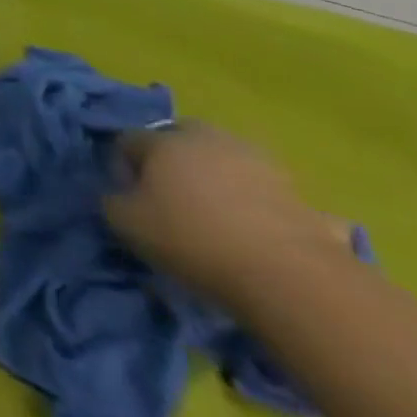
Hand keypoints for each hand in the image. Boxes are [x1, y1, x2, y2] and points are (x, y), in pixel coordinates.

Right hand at [103, 123, 346, 311]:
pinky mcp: (304, 199)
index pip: (129, 140)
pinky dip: (272, 210)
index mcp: (164, 141)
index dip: (124, 167)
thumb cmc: (195, 241)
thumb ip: (112, 202)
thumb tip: (118, 197)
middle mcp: (210, 140)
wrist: (292, 279)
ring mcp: (262, 166)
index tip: (131, 200)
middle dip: (175, 159)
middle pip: (182, 137)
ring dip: (224, 179)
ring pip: (232, 162)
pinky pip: (279, 199)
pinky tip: (270, 236)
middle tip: (174, 197)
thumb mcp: (129, 225)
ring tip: (223, 217)